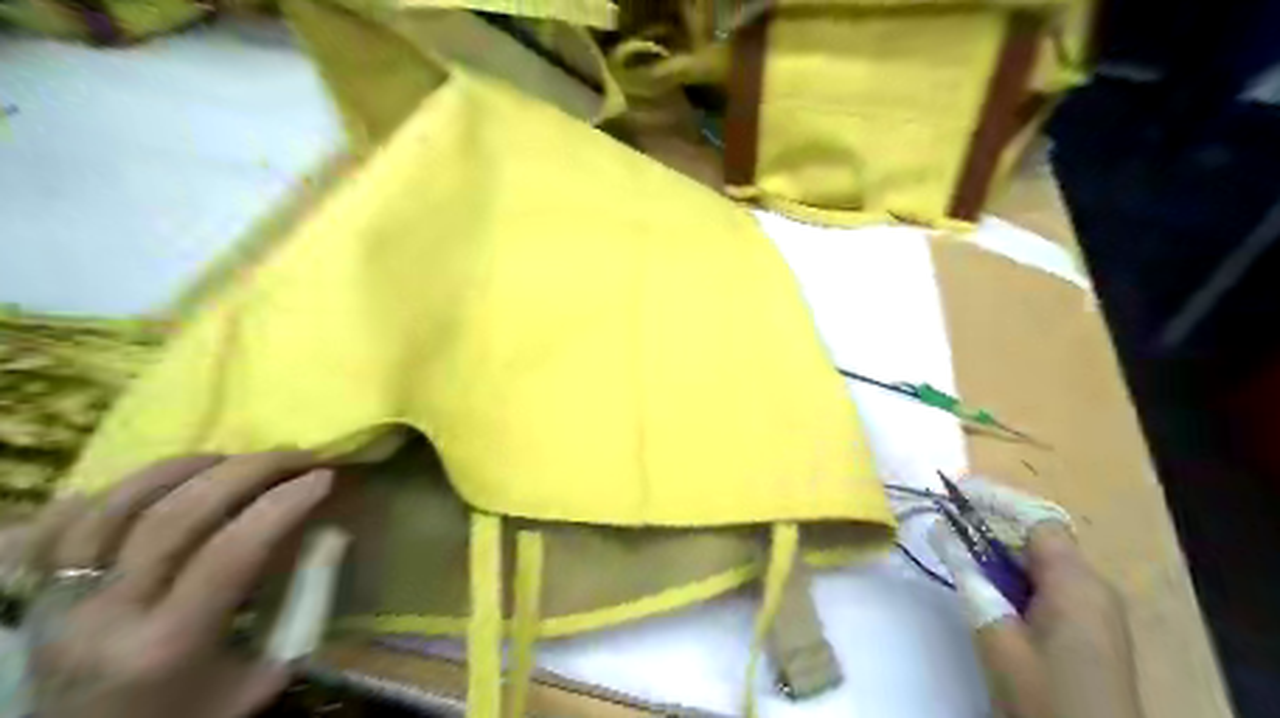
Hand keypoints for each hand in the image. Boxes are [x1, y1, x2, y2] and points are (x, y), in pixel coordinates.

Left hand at [12, 455, 331, 716]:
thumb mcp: (264, 674)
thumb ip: (304, 605)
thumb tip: (332, 536)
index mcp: (167, 645)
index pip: (231, 552)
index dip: (283, 504)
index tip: (324, 476)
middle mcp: (104, 618)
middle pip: (173, 516)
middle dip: (246, 471)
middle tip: (294, 454)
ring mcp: (59, 604)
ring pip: (114, 507)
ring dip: (182, 468)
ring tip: (232, 456)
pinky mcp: (38, 597)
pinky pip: (59, 525)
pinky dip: (111, 490)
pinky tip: (157, 480)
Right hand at [932, 477, 1149, 717]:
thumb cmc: (1044, 696)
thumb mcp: (997, 636)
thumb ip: (971, 578)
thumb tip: (944, 532)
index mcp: (1077, 583)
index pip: (1036, 520)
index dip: (996, 500)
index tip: (955, 491)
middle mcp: (1095, 587)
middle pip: (1040, 538)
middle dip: (994, 526)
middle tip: (949, 523)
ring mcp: (1099, 611)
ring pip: (1044, 562)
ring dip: (1003, 553)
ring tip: (961, 552)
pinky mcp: (1093, 631)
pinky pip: (1052, 586)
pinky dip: (1018, 577)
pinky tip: (992, 589)